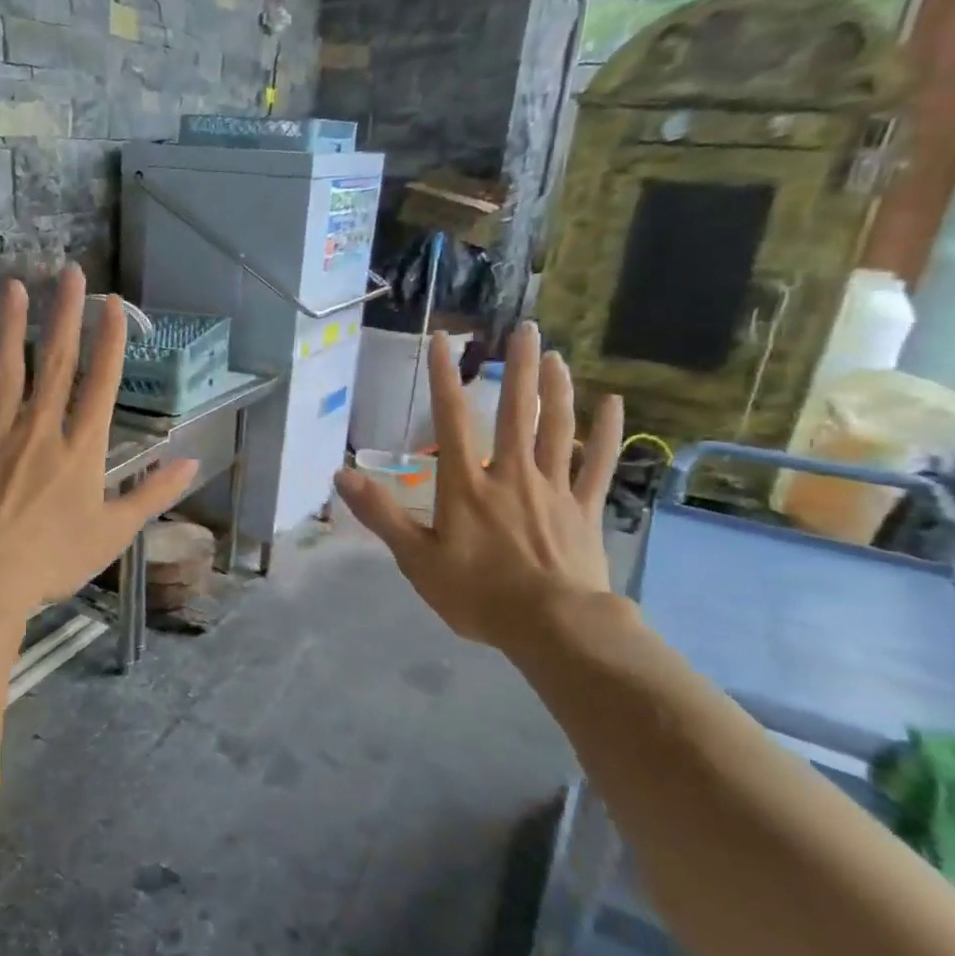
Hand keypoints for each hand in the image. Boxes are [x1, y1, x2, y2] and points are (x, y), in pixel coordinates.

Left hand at [0, 264, 198, 619]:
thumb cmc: (55, 559)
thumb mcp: (115, 532)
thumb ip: (153, 493)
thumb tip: (192, 462)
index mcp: (81, 449)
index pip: (101, 384)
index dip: (109, 341)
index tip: (112, 303)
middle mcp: (40, 430)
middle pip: (55, 364)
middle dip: (65, 315)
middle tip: (68, 271)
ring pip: (4, 371)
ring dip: (10, 327)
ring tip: (13, 286)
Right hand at [333, 322, 623, 654]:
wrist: (552, 627)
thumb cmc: (477, 595)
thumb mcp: (416, 559)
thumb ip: (382, 514)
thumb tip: (341, 475)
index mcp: (467, 486)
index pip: (452, 420)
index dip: (443, 378)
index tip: (443, 340)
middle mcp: (511, 474)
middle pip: (517, 412)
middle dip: (519, 368)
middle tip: (526, 328)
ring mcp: (553, 489)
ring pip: (557, 429)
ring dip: (558, 389)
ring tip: (557, 356)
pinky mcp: (583, 510)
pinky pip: (598, 464)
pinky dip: (606, 432)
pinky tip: (613, 403)